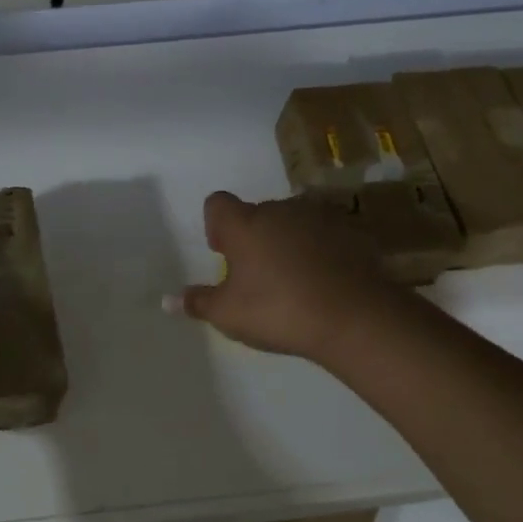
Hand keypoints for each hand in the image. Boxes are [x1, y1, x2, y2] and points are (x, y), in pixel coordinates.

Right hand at [169, 191, 397, 362]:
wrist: (356, 318)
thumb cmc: (279, 310)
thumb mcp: (228, 314)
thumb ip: (197, 302)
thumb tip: (166, 300)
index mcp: (244, 224)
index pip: (217, 203)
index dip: (216, 224)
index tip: (222, 252)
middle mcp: (279, 210)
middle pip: (257, 213)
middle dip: (253, 237)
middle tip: (257, 275)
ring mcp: (319, 217)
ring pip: (293, 222)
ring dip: (288, 241)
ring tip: (293, 279)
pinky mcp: (352, 232)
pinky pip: (325, 236)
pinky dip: (320, 251)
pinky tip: (324, 282)